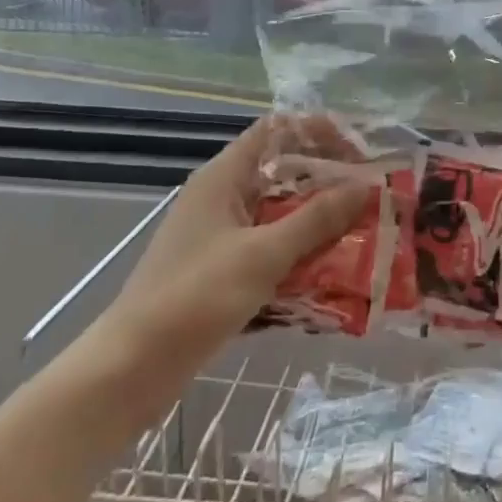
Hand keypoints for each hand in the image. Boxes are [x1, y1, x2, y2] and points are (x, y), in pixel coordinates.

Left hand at [83, 114, 367, 413]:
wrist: (130, 370)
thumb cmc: (195, 297)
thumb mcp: (263, 254)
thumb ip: (316, 219)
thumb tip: (365, 187)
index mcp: (224, 177)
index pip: (276, 130)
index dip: (317, 132)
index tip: (359, 152)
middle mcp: (223, 198)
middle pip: (283, 172)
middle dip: (328, 182)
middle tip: (372, 196)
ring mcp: (221, 236)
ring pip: (280, 214)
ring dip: (319, 222)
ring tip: (364, 232)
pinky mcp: (222, 271)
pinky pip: (270, 249)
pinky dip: (300, 255)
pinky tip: (333, 273)